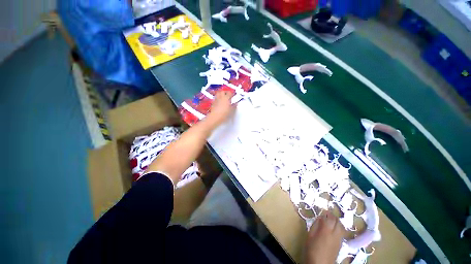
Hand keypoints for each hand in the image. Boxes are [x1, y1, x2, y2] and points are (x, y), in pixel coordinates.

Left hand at [206, 90, 236, 127]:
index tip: (233, 96)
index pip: (230, 93)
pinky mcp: (213, 103)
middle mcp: (221, 97)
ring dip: (221, 94)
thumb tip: (236, 104)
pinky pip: (216, 98)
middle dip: (225, 92)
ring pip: (218, 94)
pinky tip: (219, 102)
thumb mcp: (231, 110)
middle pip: (223, 91)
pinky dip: (218, 98)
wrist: (215, 117)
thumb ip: (234, 106)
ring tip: (223, 97)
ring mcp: (216, 99)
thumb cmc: (224, 113)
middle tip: (228, 95)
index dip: (232, 94)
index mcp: (226, 98)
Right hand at [305, 211, 343, 263]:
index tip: (323, 210)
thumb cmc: (312, 249)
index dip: (327, 212)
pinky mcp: (340, 245)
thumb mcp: (310, 235)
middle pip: (338, 222)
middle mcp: (335, 234)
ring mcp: (339, 240)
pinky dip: (339, 228)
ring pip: (342, 227)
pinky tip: (334, 229)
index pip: (330, 218)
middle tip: (327, 214)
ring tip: (331, 220)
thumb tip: (319, 218)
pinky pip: (342, 233)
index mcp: (326, 230)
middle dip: (333, 216)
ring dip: (337, 222)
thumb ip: (315, 226)